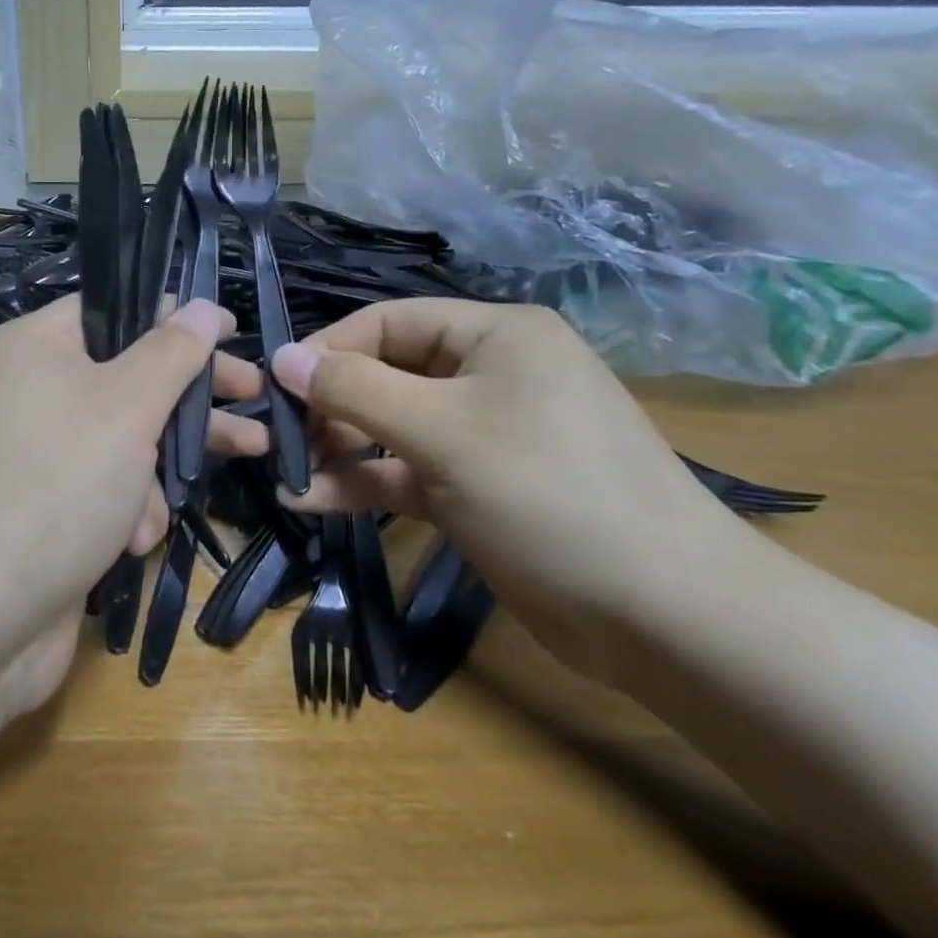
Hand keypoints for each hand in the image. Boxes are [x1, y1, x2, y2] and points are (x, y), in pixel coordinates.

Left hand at [0, 294, 264, 704]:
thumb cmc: (57, 484)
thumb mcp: (127, 405)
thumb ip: (172, 353)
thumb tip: (201, 306)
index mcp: (37, 346)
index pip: (117, 310)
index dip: (176, 318)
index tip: (232, 333)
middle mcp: (32, 390)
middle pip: (130, 375)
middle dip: (192, 396)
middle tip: (254, 397)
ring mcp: (39, 452)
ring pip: (125, 438)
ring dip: (162, 467)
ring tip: (213, 478)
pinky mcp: (48, 506)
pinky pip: (105, 487)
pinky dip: (129, 509)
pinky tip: (135, 540)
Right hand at [271, 299, 743, 678]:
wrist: (663, 614)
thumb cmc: (548, 493)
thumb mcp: (441, 431)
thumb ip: (354, 389)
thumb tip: (282, 357)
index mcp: (494, 335)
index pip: (387, 323)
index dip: (328, 351)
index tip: (274, 388)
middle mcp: (489, 373)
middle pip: (386, 373)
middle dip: (331, 406)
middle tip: (281, 442)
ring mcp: (484, 433)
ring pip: (392, 426)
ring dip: (339, 448)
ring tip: (288, 474)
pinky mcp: (477, 487)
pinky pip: (407, 471)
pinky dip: (364, 482)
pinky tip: (314, 500)